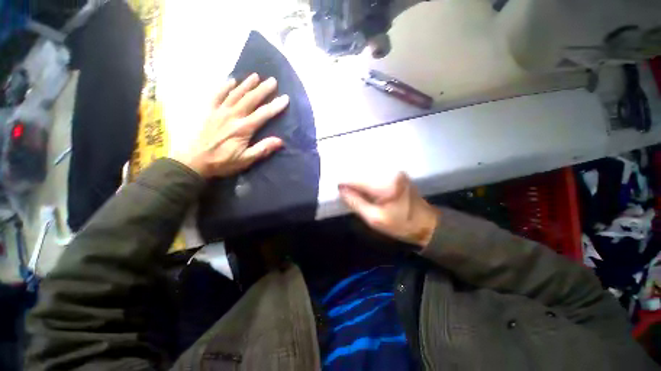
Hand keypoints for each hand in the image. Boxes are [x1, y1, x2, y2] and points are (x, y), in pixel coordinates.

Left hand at [174, 73, 288, 177]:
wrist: (193, 162)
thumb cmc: (222, 162)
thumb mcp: (245, 160)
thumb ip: (262, 149)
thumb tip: (280, 141)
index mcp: (243, 129)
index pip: (263, 114)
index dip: (275, 106)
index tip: (285, 98)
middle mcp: (232, 116)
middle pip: (250, 99)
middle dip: (262, 89)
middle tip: (272, 80)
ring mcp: (218, 111)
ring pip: (235, 94)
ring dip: (246, 84)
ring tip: (256, 76)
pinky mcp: (208, 111)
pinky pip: (216, 95)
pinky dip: (224, 86)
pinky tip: (231, 80)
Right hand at [338, 173, 438, 248]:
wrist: (425, 223)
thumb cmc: (400, 224)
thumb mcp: (374, 219)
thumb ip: (356, 203)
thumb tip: (341, 190)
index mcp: (385, 185)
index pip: (356, 179)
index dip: (344, 185)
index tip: (340, 193)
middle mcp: (389, 172)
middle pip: (361, 174)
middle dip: (352, 184)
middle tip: (349, 196)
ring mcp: (394, 171)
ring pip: (367, 173)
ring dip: (359, 183)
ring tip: (358, 195)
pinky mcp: (395, 173)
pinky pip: (374, 175)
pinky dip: (367, 182)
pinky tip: (368, 192)